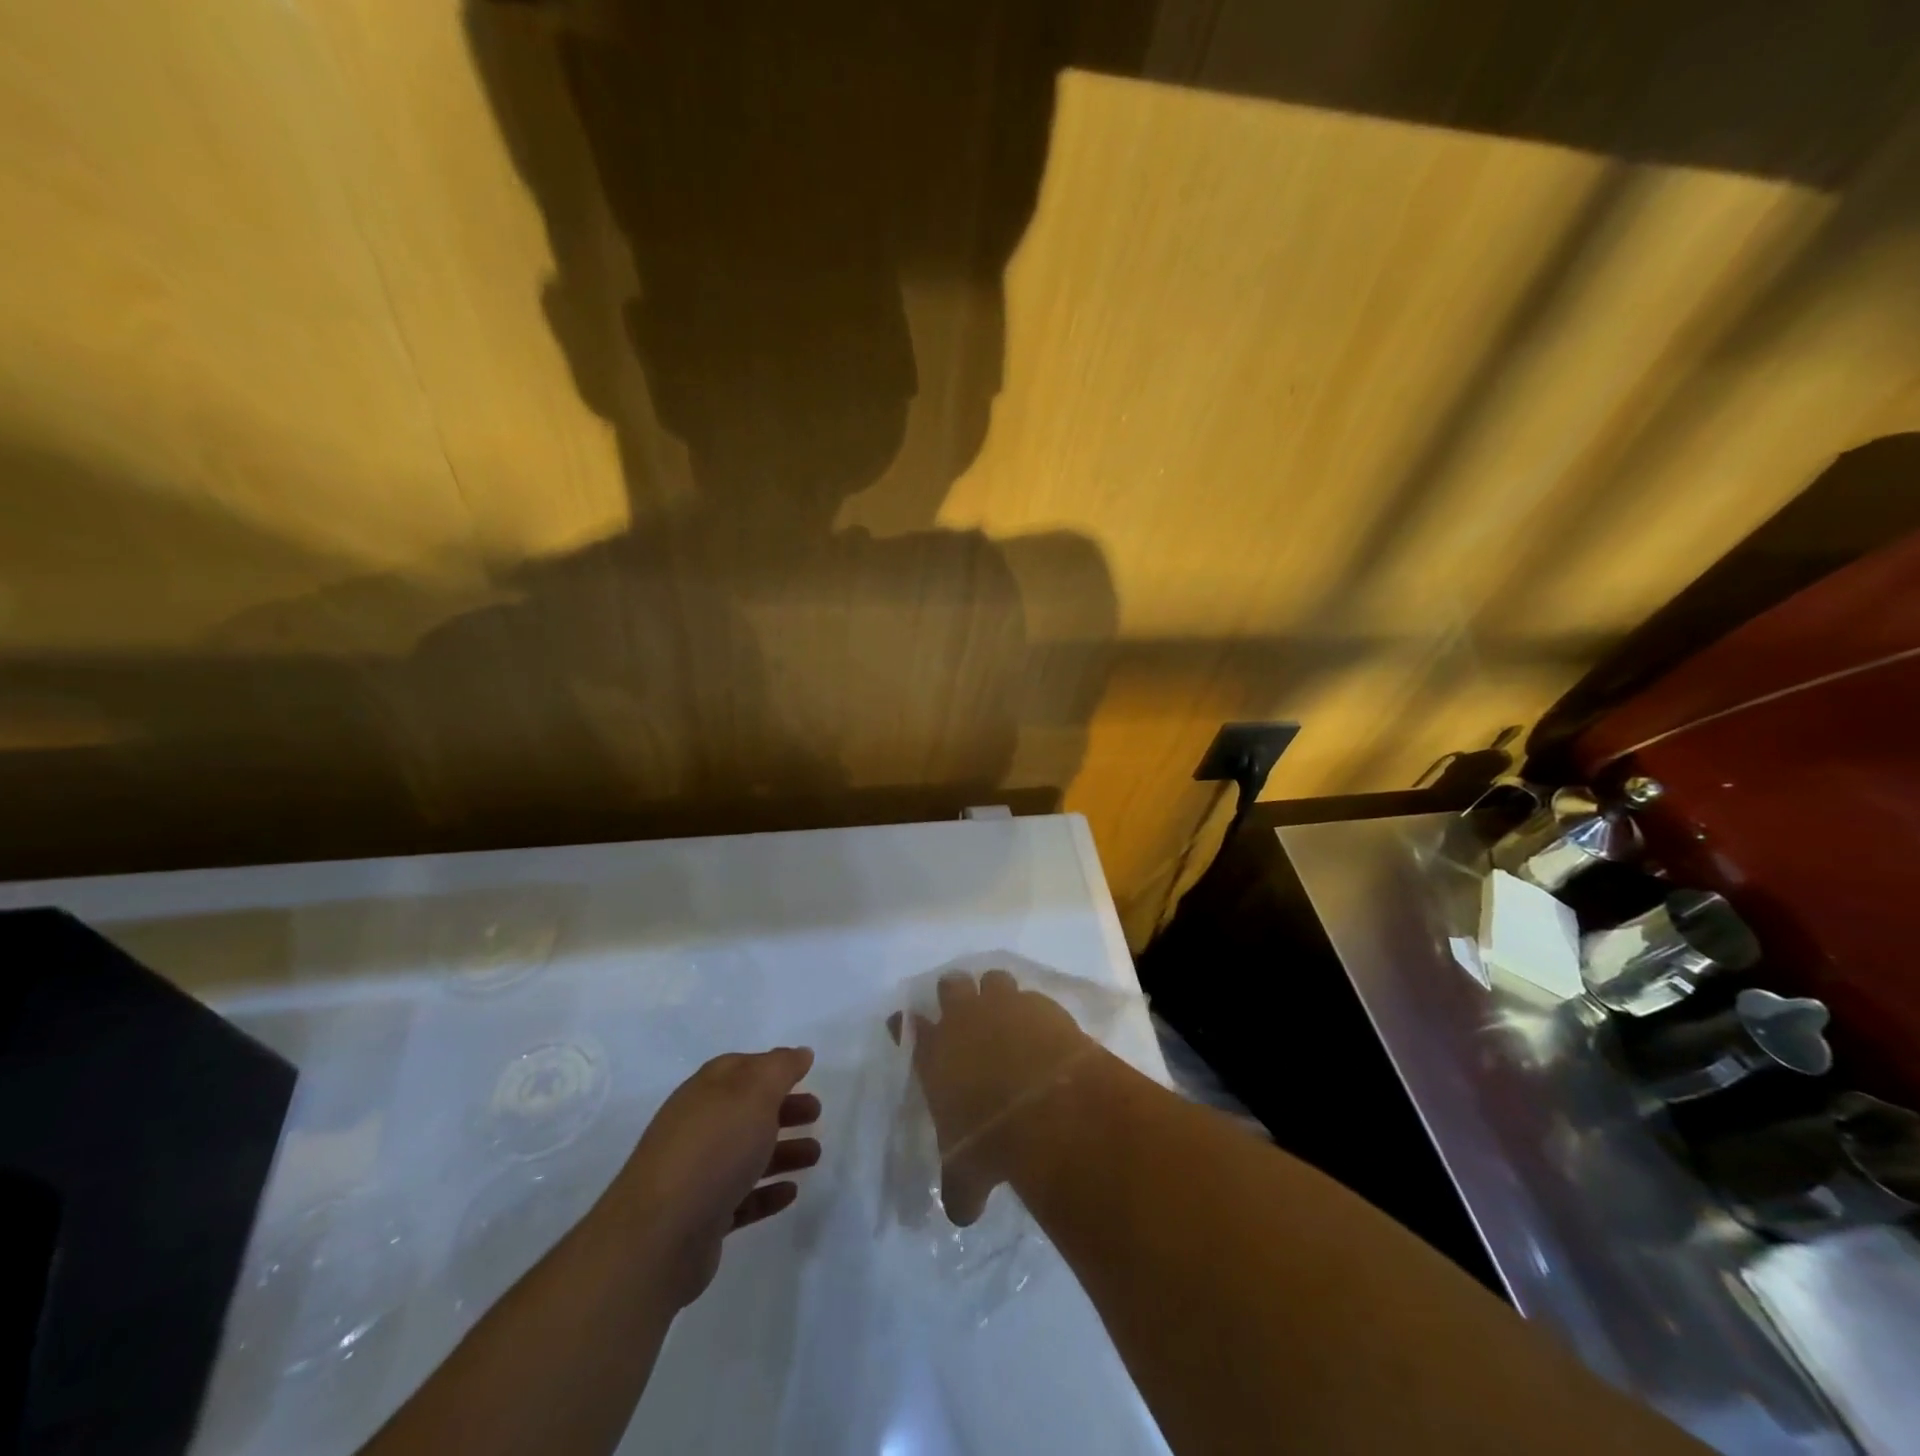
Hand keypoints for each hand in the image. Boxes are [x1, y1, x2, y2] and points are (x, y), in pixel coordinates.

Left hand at [609, 1048, 820, 1308]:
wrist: (659, 1236)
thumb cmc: (713, 1149)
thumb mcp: (754, 1092)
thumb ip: (780, 1068)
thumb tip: (799, 1053)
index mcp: (706, 1091)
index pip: (741, 1068)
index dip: (773, 1067)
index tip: (805, 1072)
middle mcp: (698, 1127)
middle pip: (747, 1111)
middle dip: (783, 1109)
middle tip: (816, 1113)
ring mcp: (697, 1175)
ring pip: (747, 1155)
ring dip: (782, 1151)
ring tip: (815, 1156)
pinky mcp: (701, 1219)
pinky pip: (741, 1199)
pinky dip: (766, 1192)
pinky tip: (790, 1193)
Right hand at [901, 971, 1096, 1225]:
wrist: (1046, 1104)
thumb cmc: (990, 1137)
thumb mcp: (968, 1173)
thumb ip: (960, 1188)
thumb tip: (962, 1213)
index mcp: (935, 1055)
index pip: (910, 1028)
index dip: (907, 1024)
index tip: (907, 1022)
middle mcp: (964, 1021)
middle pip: (950, 986)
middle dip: (954, 995)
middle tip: (964, 1012)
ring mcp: (1004, 1007)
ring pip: (993, 979)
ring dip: (996, 993)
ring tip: (1007, 1015)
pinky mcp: (1042, 1005)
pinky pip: (1032, 998)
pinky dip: (1035, 1011)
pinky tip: (1044, 1032)